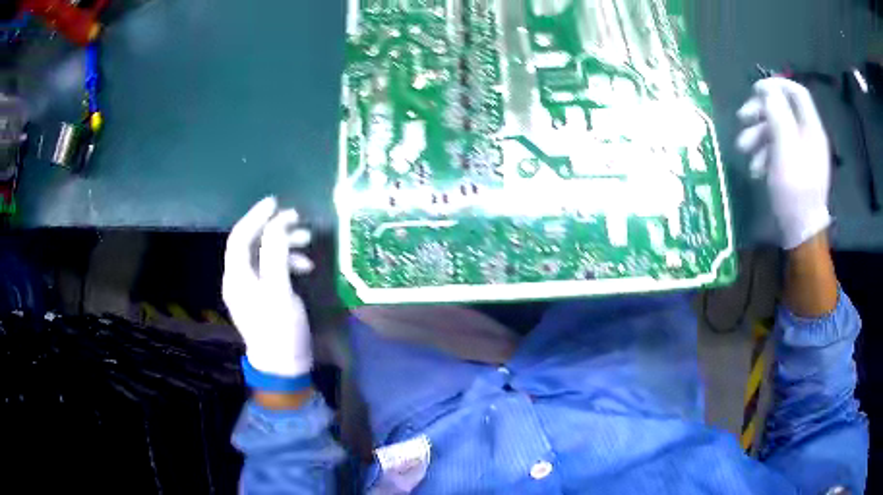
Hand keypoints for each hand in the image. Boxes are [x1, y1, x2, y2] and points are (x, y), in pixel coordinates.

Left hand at [223, 197, 314, 387]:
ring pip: (265, 255)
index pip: (239, 237)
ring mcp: (251, 289)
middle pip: (253, 244)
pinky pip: (272, 270)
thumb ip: (276, 253)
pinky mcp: (263, 297)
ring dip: (285, 246)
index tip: (276, 202)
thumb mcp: (279, 289)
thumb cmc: (280, 329)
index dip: (255, 216)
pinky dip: (287, 263)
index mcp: (236, 276)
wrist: (284, 367)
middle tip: (301, 222)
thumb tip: (278, 222)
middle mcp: (239, 279)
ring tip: (309, 245)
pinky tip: (305, 267)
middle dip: (276, 230)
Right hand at [736, 77, 831, 249]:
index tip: (755, 90)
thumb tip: (767, 89)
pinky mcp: (794, 167)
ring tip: (744, 150)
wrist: (801, 232)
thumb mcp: (784, 148)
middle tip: (741, 119)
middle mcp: (808, 136)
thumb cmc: (795, 190)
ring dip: (758, 135)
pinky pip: (778, 150)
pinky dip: (764, 154)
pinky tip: (756, 168)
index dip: (775, 84)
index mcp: (811, 128)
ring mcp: (802, 152)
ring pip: (777, 130)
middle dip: (760, 112)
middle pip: (783, 110)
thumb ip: (777, 114)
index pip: (796, 92)